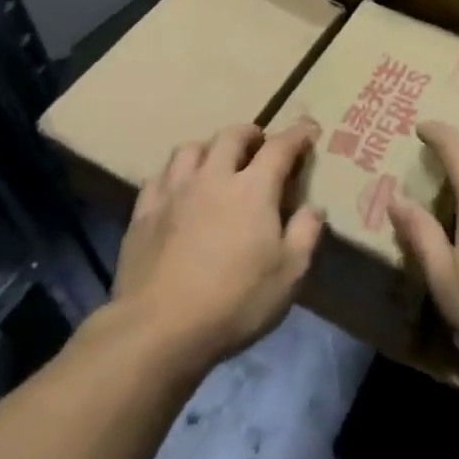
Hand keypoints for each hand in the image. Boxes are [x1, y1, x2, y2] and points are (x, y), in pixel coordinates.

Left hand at [102, 121, 324, 374]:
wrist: (157, 330)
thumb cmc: (234, 302)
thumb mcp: (289, 274)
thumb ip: (306, 234)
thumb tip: (315, 207)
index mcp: (253, 188)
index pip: (280, 147)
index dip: (298, 134)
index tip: (309, 128)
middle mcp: (213, 177)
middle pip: (231, 136)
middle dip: (250, 133)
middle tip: (259, 144)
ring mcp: (174, 192)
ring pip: (190, 149)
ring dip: (209, 148)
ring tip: (216, 161)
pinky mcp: (143, 214)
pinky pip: (158, 177)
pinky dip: (174, 174)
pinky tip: (177, 189)